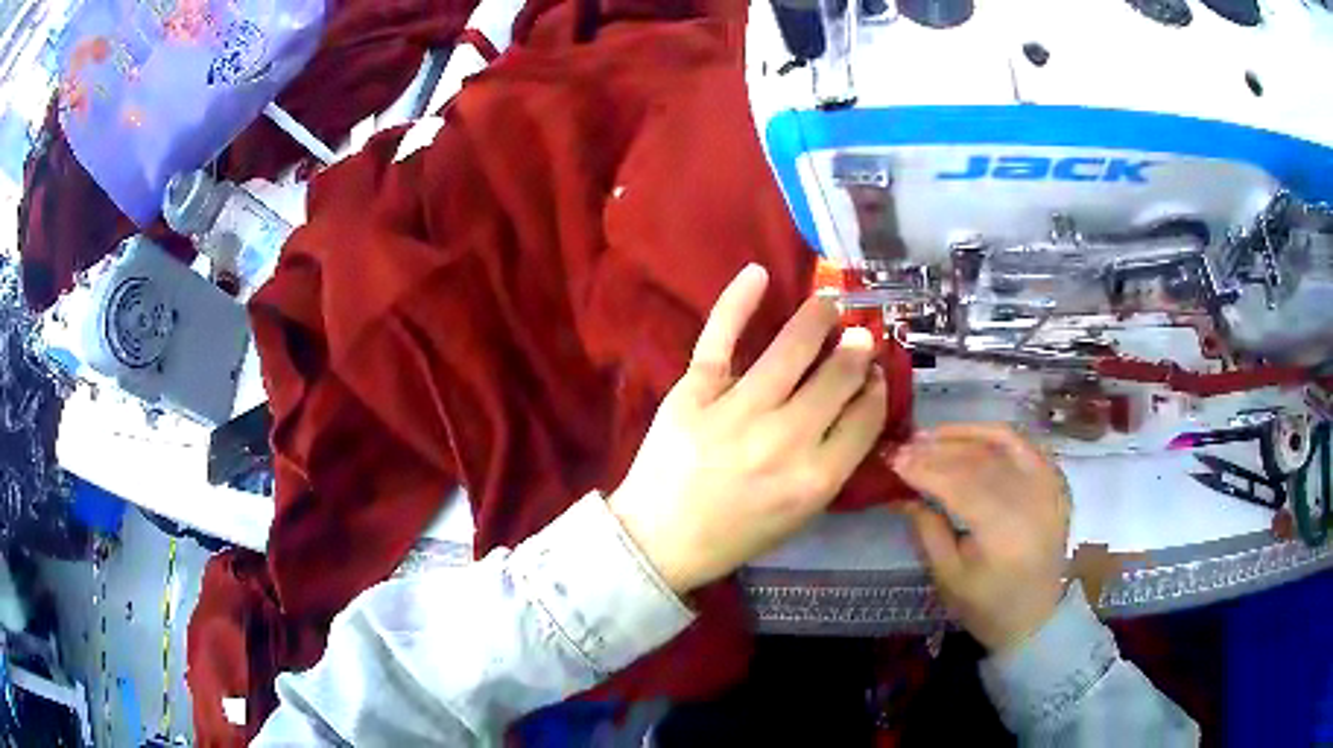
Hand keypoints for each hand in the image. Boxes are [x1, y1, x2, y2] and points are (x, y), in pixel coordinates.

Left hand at [609, 264, 887, 593]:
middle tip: (857, 337)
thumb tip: (859, 399)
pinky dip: (738, 301)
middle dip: (855, 350)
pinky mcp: (693, 393)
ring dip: (818, 318)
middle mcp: (784, 441)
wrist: (660, 540)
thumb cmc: (737, 532)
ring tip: (829, 305)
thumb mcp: (800, 512)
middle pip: (837, 377)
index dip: (875, 389)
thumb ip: (834, 461)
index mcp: (817, 479)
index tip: (873, 374)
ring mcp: (736, 412)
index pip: (865, 417)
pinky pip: (720, 338)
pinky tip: (758, 274)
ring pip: (791, 349)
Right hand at [894, 424, 1070, 652]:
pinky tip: (966, 435)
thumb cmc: (988, 605)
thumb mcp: (949, 577)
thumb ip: (927, 530)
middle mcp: (1030, 500)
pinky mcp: (1054, 480)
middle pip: (978, 461)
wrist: (1038, 616)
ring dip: (960, 437)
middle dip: (936, 452)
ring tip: (927, 437)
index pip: (959, 485)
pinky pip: (1022, 445)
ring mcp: (1048, 486)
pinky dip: (992, 434)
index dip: (924, 469)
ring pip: (999, 446)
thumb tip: (900, 492)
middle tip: (903, 446)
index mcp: (1004, 532)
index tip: (892, 460)